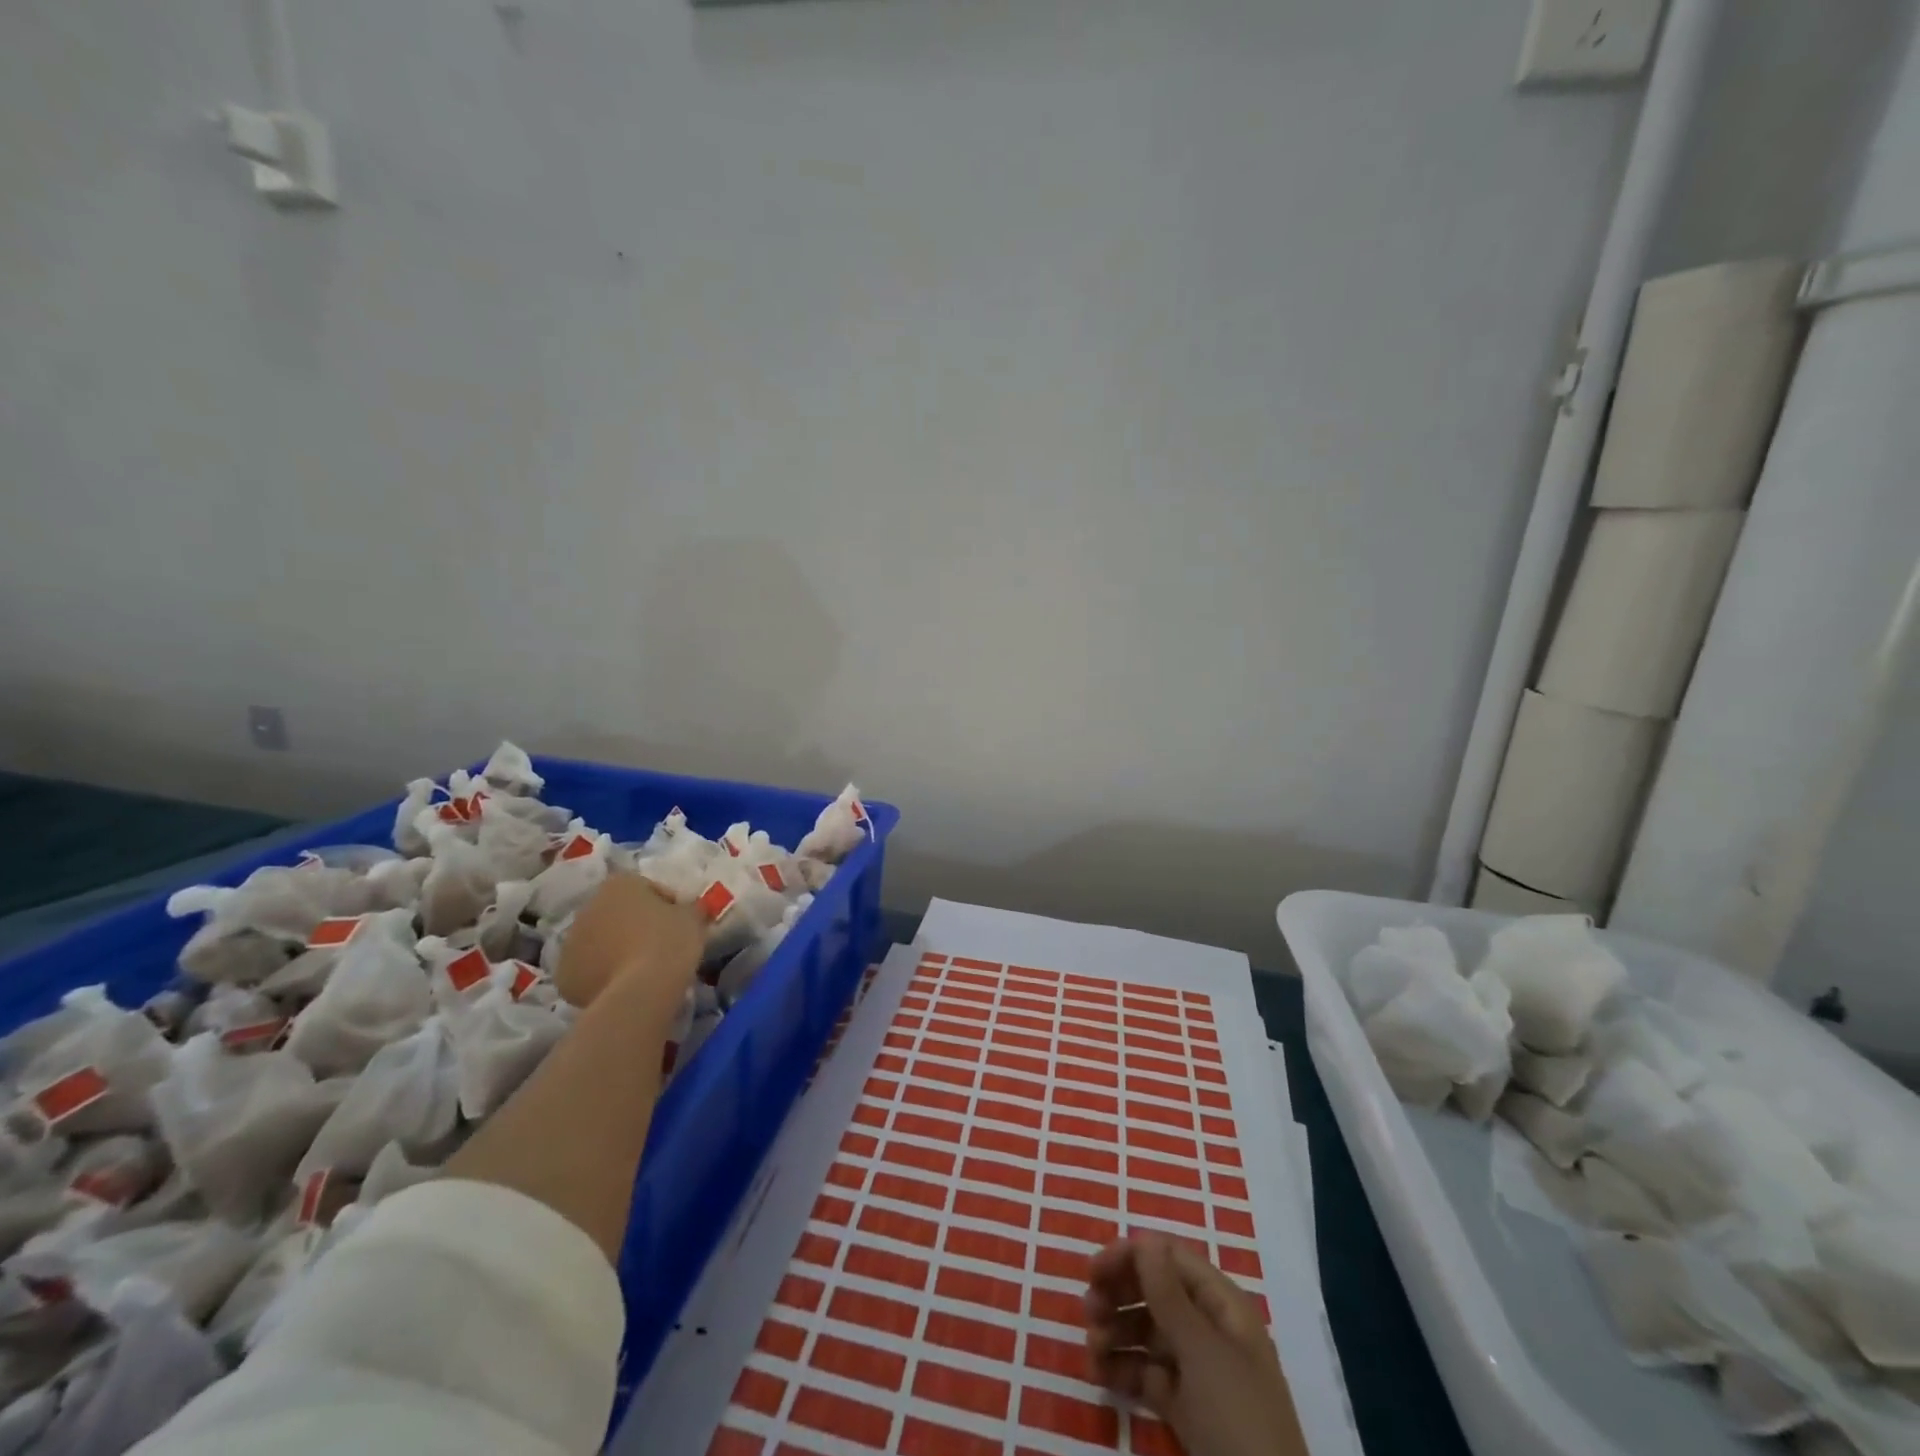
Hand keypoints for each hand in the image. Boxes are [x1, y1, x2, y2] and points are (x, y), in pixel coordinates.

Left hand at [557, 872, 703, 1009]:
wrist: (642, 988)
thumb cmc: (670, 941)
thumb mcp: (693, 917)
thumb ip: (688, 908)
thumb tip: (688, 911)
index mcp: (619, 884)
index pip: (647, 889)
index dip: (666, 905)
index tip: (679, 924)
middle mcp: (588, 907)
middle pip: (617, 914)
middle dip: (634, 926)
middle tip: (659, 946)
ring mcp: (570, 942)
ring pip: (599, 942)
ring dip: (615, 949)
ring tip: (640, 970)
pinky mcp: (564, 975)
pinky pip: (588, 970)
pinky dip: (601, 975)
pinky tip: (622, 986)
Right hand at [1086, 1235, 1306, 1455]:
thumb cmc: (1236, 1415)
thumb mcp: (1201, 1351)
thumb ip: (1168, 1294)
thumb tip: (1145, 1241)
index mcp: (1222, 1304)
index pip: (1170, 1258)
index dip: (1132, 1257)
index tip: (1093, 1271)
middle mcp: (1209, 1328)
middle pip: (1156, 1293)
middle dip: (1119, 1296)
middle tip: (1088, 1311)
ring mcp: (1198, 1370)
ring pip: (1148, 1333)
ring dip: (1115, 1333)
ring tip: (1090, 1351)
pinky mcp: (1187, 1409)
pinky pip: (1148, 1374)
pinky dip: (1123, 1370)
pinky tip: (1099, 1376)